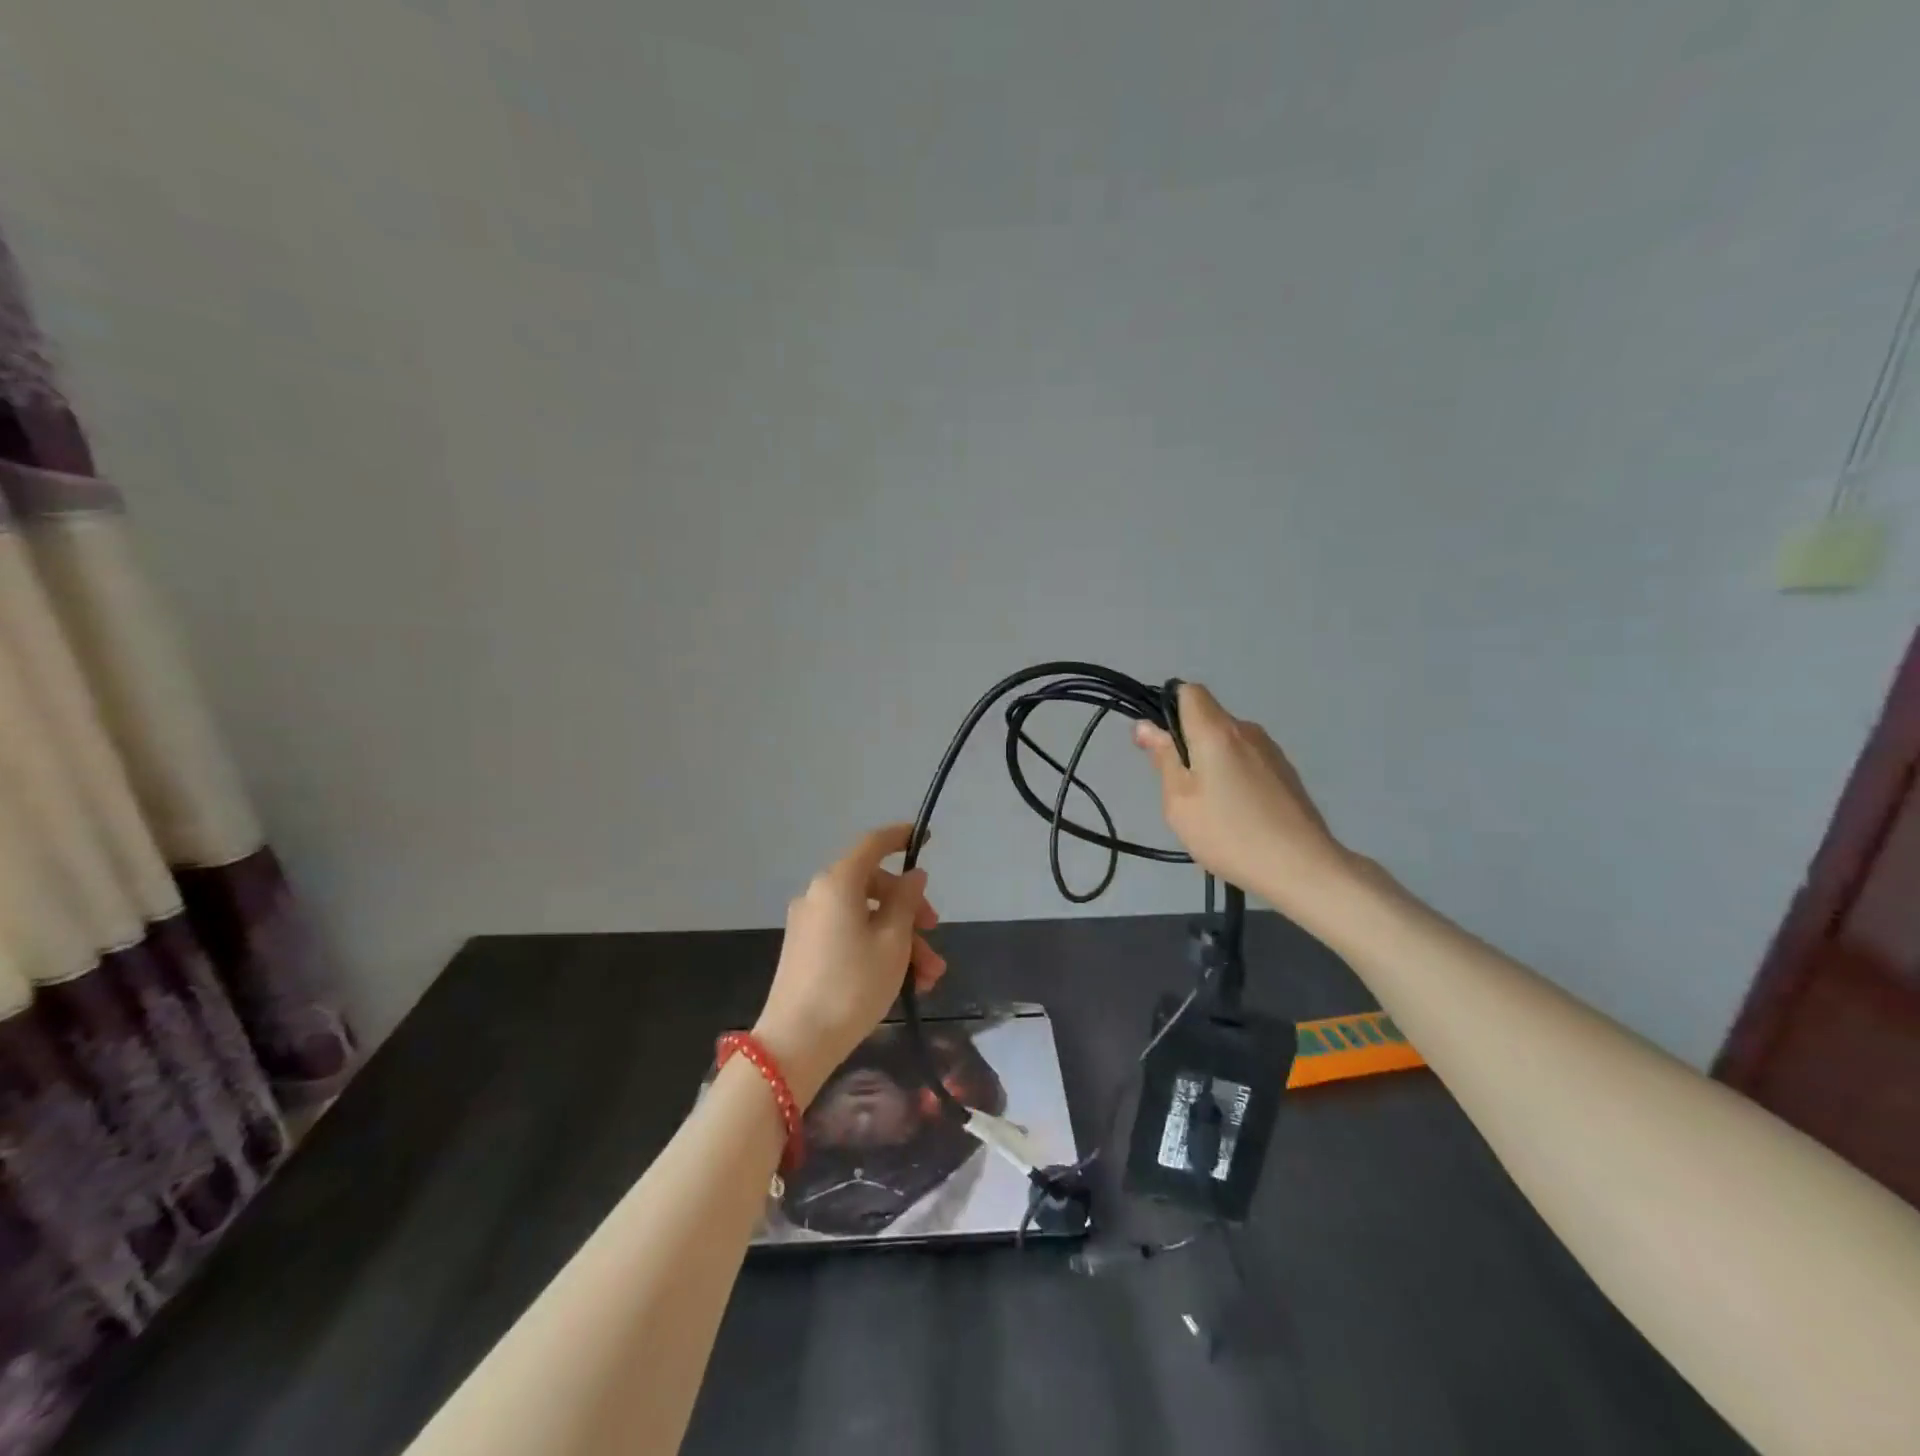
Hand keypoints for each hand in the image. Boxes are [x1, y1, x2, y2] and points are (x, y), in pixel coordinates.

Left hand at [754, 824, 946, 1106]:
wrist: (796, 1043)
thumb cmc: (852, 985)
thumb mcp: (893, 942)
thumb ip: (906, 902)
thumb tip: (912, 876)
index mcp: (838, 883)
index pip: (872, 844)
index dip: (900, 837)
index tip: (924, 838)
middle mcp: (819, 895)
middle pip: (874, 887)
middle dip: (910, 911)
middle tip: (935, 935)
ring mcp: (809, 923)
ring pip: (865, 917)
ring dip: (900, 940)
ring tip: (928, 978)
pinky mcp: (805, 950)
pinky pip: (849, 935)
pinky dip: (876, 949)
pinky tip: (902, 983)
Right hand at [1133, 683, 1351, 917]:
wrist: (1302, 868)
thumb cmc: (1229, 833)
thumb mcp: (1180, 800)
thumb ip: (1163, 759)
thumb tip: (1146, 726)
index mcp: (1217, 730)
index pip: (1189, 691)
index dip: (1168, 708)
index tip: (1160, 744)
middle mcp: (1247, 730)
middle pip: (1208, 718)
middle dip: (1187, 742)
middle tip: (1179, 788)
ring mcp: (1272, 751)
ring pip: (1228, 741)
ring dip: (1212, 761)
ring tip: (1210, 807)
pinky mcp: (1286, 773)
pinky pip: (1248, 760)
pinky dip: (1234, 776)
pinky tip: (1238, 814)